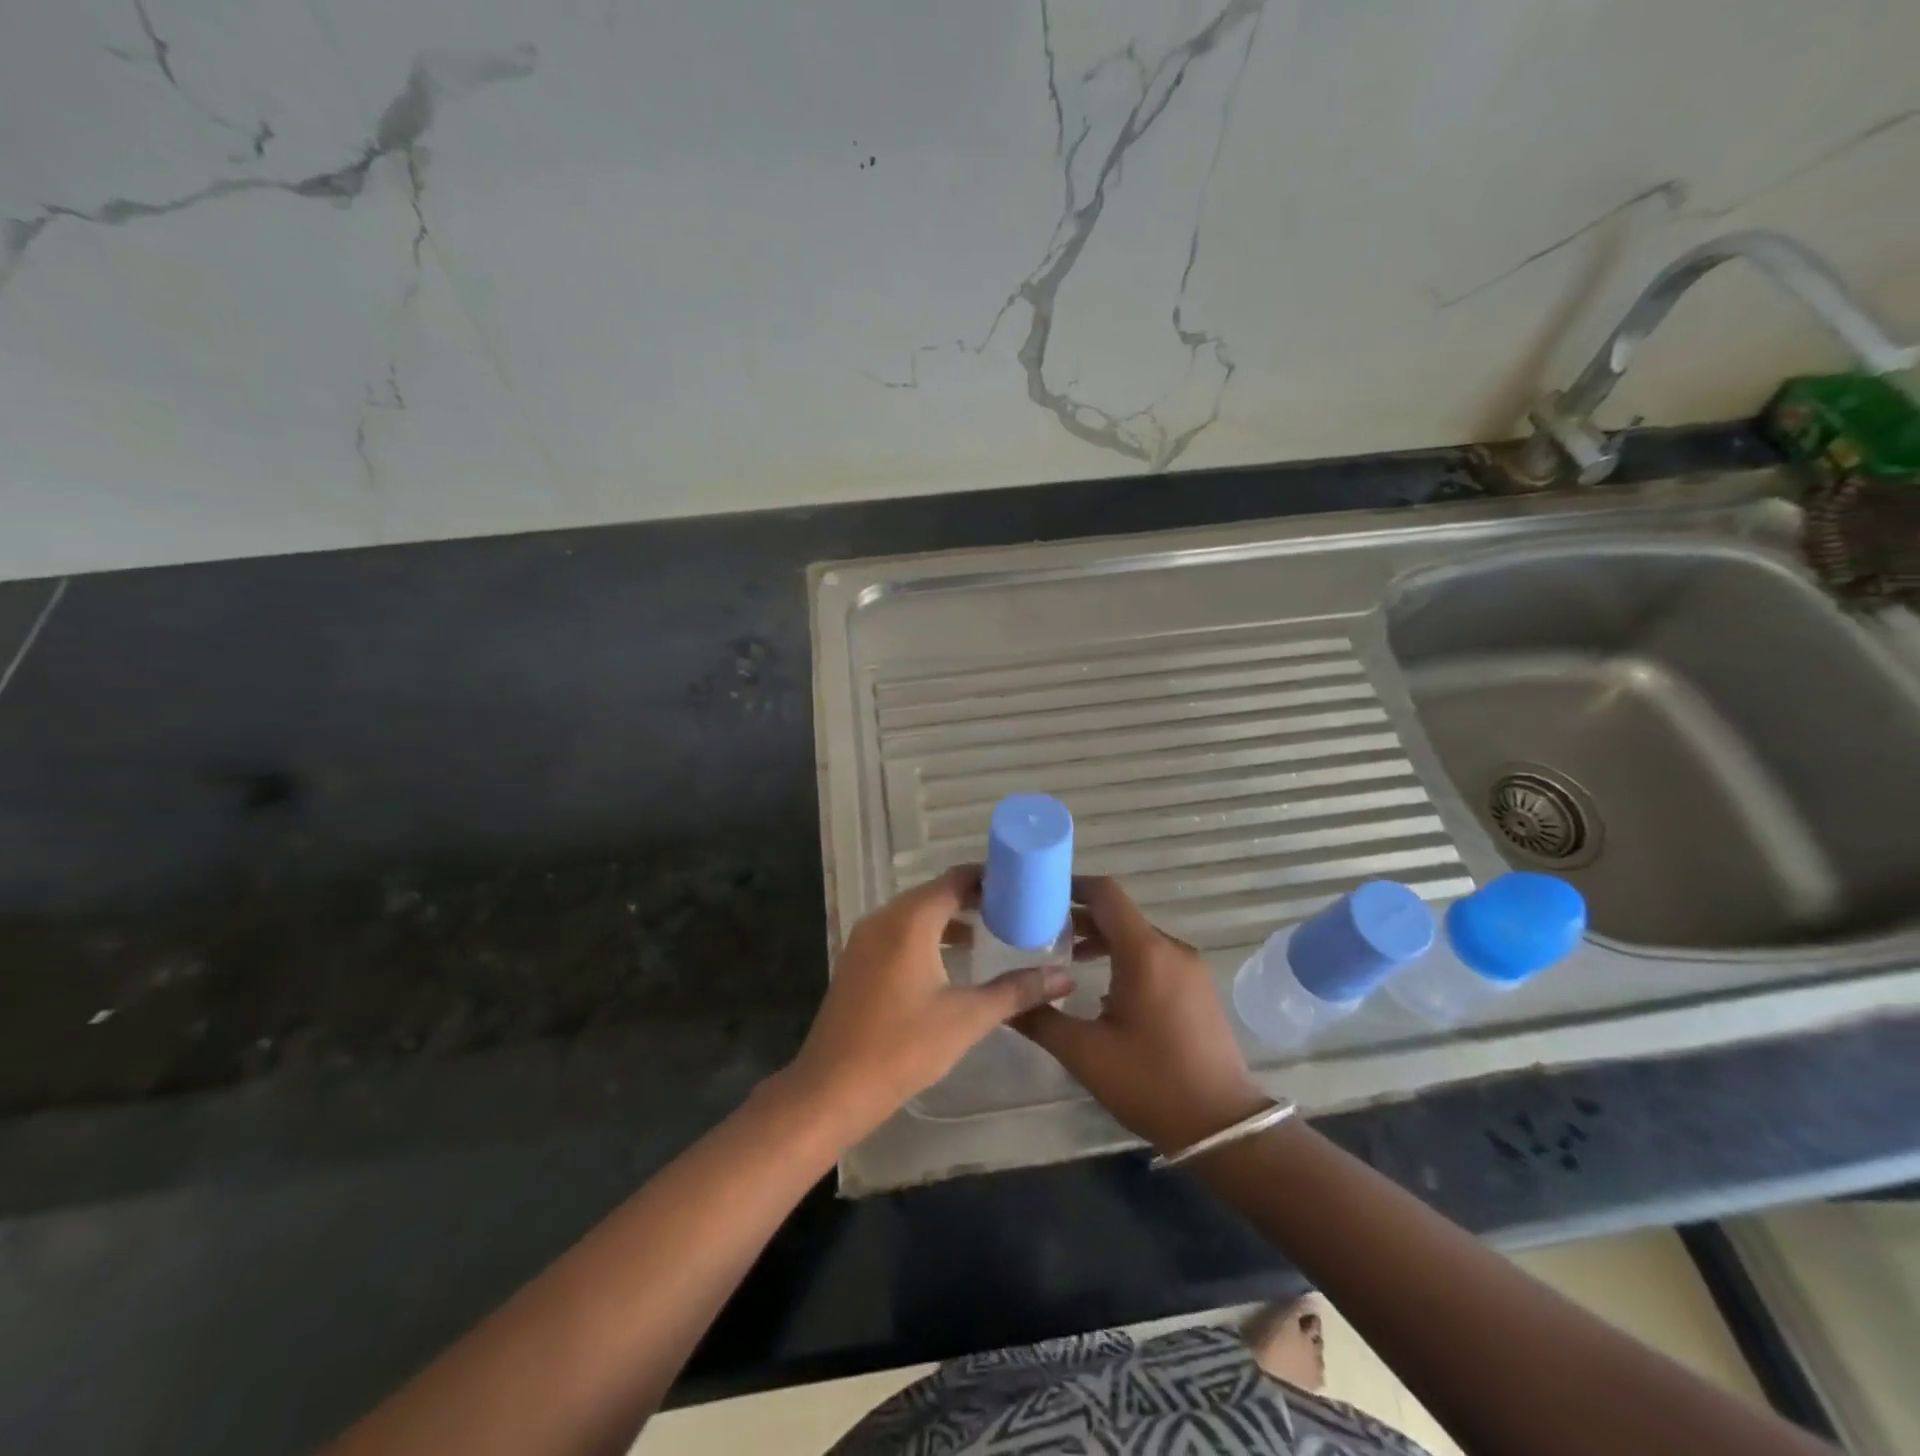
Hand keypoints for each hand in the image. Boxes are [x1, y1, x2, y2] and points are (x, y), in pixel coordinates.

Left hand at [784, 866, 1072, 1143]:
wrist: (831, 1089)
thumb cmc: (902, 1047)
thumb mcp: (967, 1018)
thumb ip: (1016, 991)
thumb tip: (1064, 978)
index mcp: (910, 920)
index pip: (955, 880)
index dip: (989, 878)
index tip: (1022, 885)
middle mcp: (884, 918)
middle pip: (935, 893)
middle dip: (973, 897)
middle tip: (1014, 909)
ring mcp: (865, 939)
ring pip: (915, 913)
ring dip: (950, 917)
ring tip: (989, 931)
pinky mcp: (857, 960)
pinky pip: (898, 932)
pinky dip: (927, 934)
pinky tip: (950, 959)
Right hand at [1014, 876, 1267, 1154]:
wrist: (1222, 1126)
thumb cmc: (1150, 1082)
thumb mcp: (1084, 1053)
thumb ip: (1041, 1019)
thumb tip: (1006, 1003)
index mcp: (1144, 952)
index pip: (1106, 894)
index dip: (1072, 887)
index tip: (1041, 895)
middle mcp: (1170, 949)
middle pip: (1120, 915)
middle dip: (1080, 919)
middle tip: (1042, 933)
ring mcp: (1189, 968)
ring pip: (1138, 937)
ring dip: (1103, 941)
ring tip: (1067, 961)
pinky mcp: (1198, 988)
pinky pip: (1155, 957)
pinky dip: (1126, 958)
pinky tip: (1104, 990)